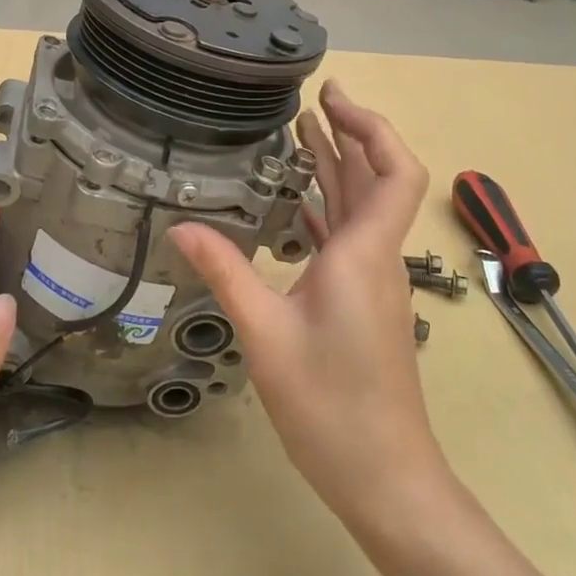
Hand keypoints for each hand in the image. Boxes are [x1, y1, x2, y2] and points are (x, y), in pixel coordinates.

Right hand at [170, 82, 442, 527]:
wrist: (384, 476)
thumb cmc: (330, 405)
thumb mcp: (265, 334)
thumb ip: (226, 273)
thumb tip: (181, 227)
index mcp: (363, 254)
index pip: (394, 171)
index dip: (371, 127)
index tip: (331, 99)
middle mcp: (374, 258)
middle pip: (376, 180)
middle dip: (348, 134)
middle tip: (310, 100)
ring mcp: (371, 282)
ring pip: (360, 209)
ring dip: (338, 168)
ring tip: (301, 134)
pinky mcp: (362, 303)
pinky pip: (348, 239)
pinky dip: (327, 209)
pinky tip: (297, 205)